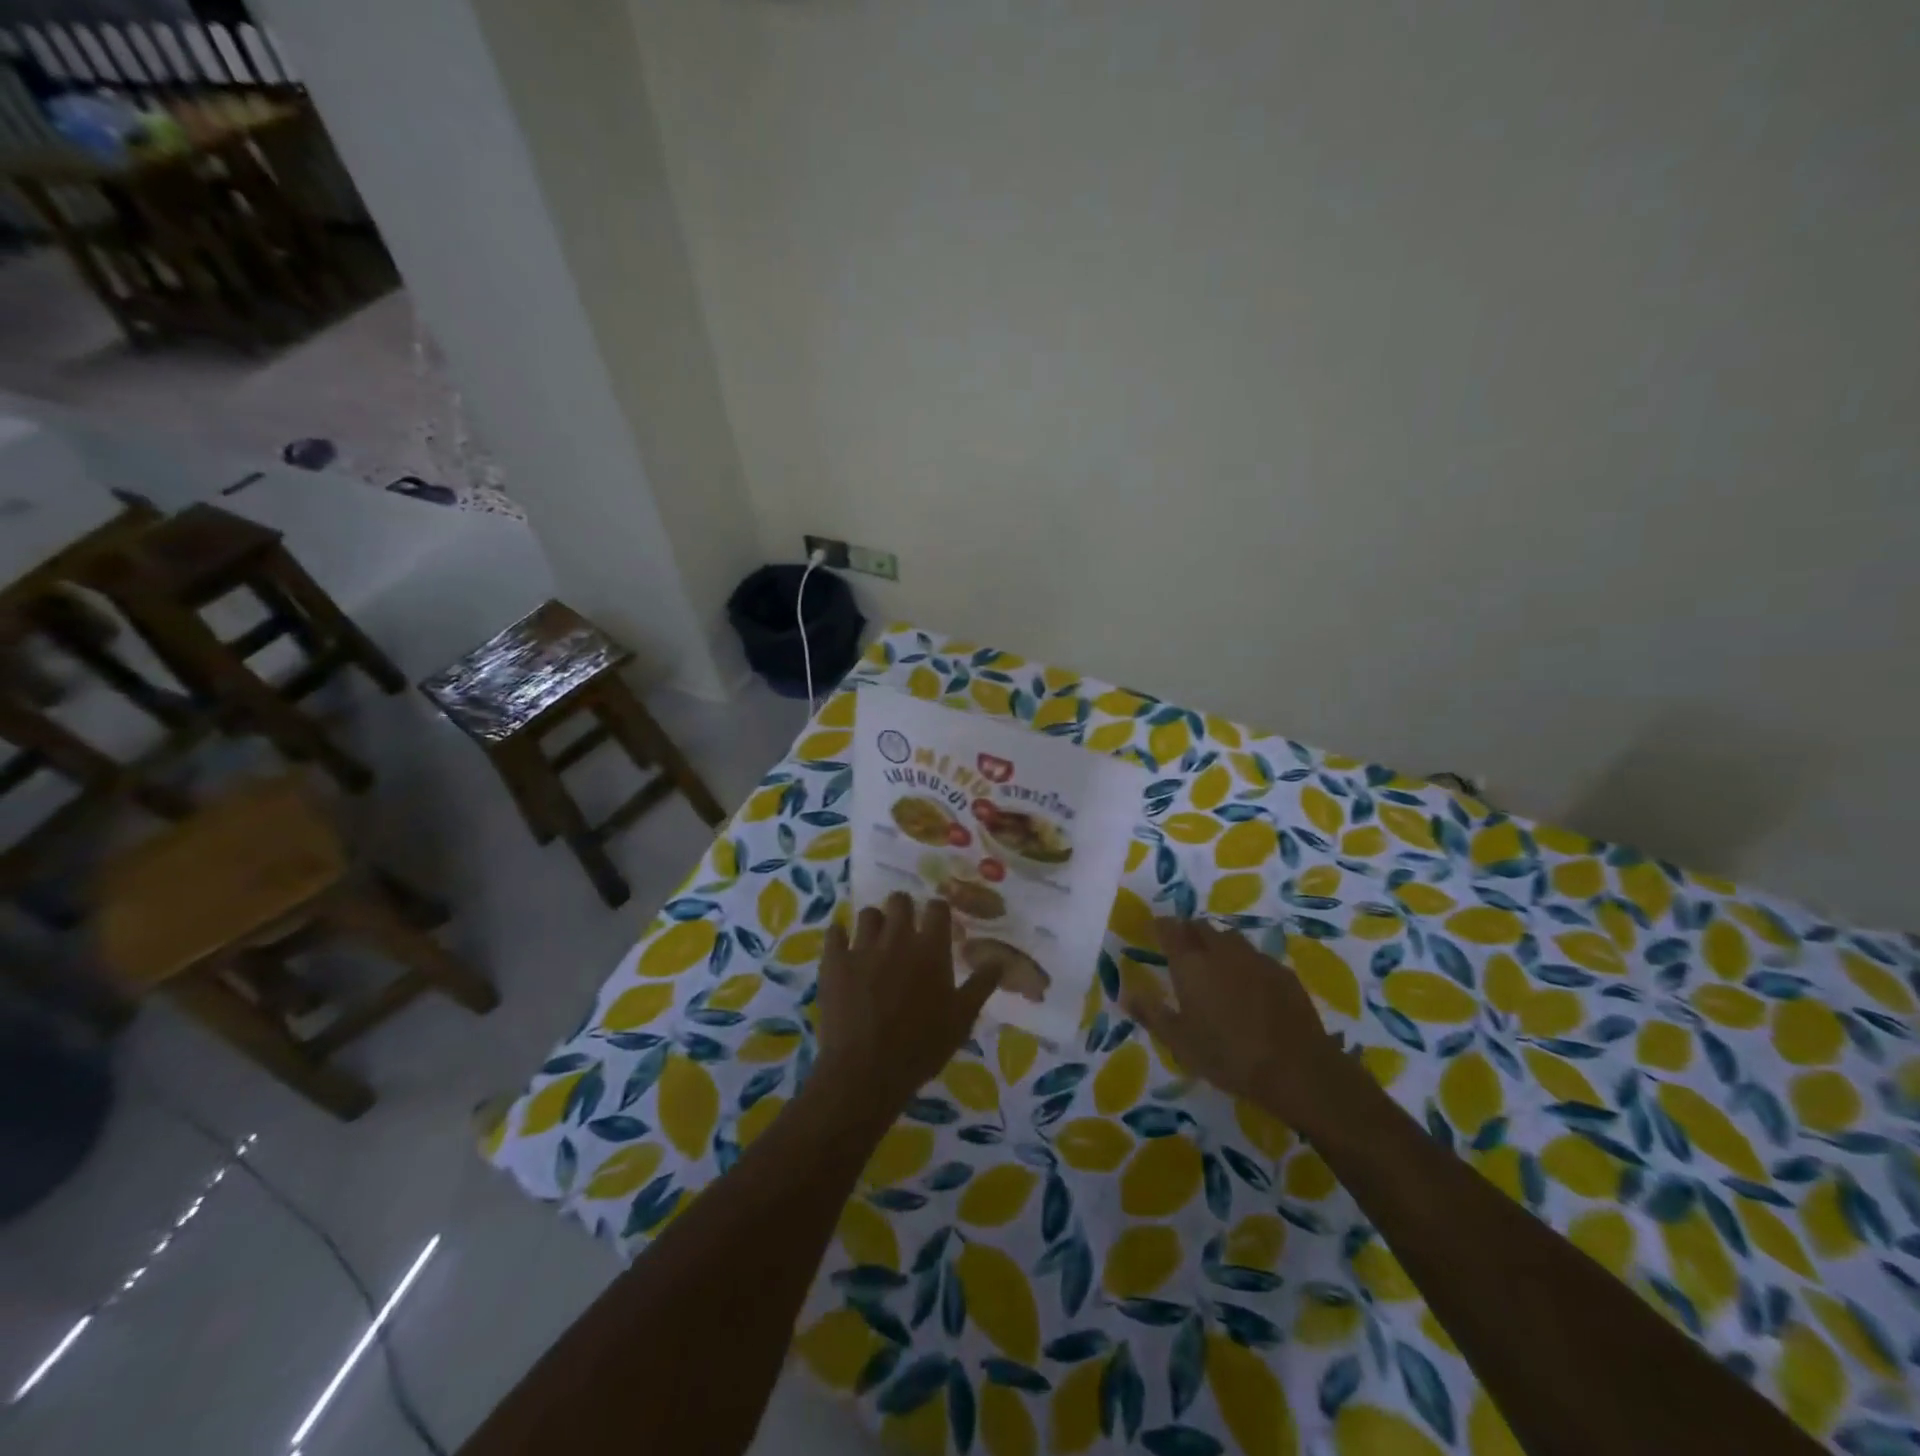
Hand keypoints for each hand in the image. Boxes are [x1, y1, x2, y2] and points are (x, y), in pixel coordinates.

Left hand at [813, 892, 1003, 1116]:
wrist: (865, 1071)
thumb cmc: (921, 1047)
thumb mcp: (961, 1019)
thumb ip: (981, 985)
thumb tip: (999, 960)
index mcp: (930, 948)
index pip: (937, 908)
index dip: (938, 912)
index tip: (937, 923)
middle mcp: (897, 938)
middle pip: (900, 900)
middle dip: (904, 909)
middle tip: (905, 929)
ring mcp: (862, 947)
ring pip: (868, 914)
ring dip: (875, 923)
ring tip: (876, 941)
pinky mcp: (834, 962)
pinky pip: (835, 932)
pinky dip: (840, 935)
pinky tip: (843, 946)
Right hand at [1123, 918, 1354, 1132]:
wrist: (1298, 1069)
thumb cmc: (1228, 1056)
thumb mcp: (1179, 1042)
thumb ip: (1151, 1013)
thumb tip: (1125, 993)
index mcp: (1191, 963)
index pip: (1170, 929)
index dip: (1160, 926)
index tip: (1153, 929)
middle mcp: (1221, 951)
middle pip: (1201, 927)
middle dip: (1188, 930)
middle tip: (1181, 946)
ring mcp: (1256, 958)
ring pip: (1230, 938)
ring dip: (1216, 942)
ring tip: (1213, 961)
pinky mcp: (1283, 972)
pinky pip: (1255, 956)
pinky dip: (1244, 961)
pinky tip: (1247, 983)